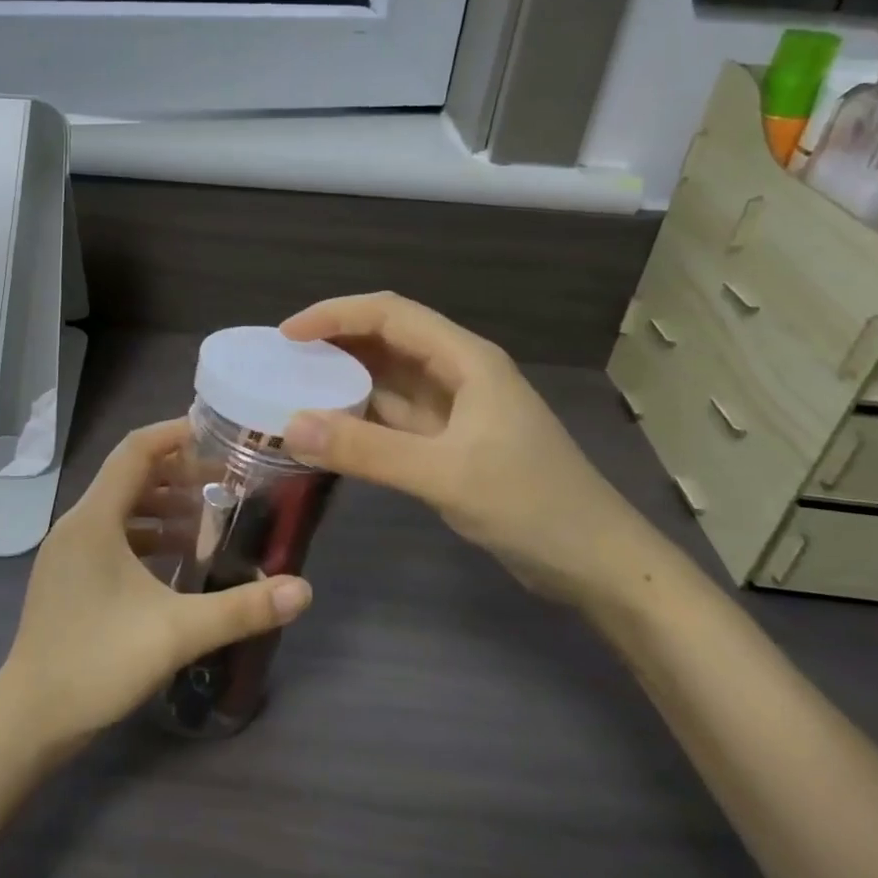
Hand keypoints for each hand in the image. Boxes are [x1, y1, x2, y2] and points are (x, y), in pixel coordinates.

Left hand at [0, 420, 312, 754]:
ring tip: (210, 519)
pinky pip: (112, 537)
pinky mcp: (69, 578)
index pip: (135, 451)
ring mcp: (68, 553)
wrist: (29, 721)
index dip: (175, 434)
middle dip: (179, 473)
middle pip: (130, 477)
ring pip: (121, 509)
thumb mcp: (176, 633)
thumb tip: (302, 590)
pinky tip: (178, 560)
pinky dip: (147, 537)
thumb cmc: (97, 663)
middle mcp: (77, 525)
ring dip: (164, 507)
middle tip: (227, 482)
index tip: (218, 434)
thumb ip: (241, 608)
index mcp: (94, 519)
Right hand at [279, 292, 661, 608]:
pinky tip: (330, 429)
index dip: (335, 315)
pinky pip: (395, 417)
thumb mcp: (444, 474)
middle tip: (282, 361)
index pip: (391, 314)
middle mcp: (458, 373)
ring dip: (345, 379)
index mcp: (466, 360)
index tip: (287, 335)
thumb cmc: (531, 505)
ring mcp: (456, 409)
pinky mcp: (451, 442)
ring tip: (294, 388)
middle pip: (388, 339)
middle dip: (335, 342)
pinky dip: (361, 417)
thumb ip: (367, 450)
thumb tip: (290, 425)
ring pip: (389, 379)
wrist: (596, 563)